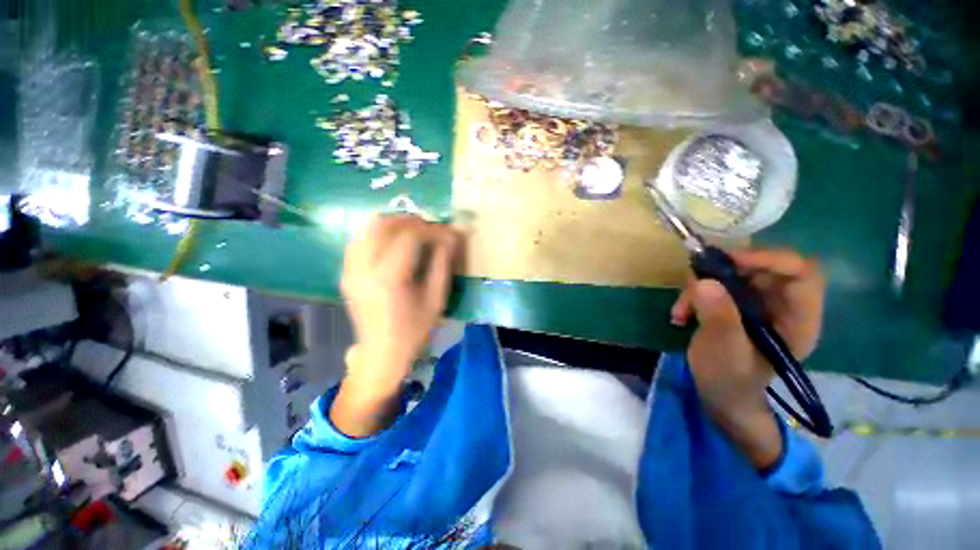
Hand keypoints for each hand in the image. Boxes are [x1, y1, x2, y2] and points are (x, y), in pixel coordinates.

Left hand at [331, 215, 462, 436]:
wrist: (381, 354)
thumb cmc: (414, 330)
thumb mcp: (436, 299)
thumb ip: (443, 264)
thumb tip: (451, 237)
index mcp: (388, 278)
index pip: (409, 236)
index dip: (432, 229)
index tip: (448, 233)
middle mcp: (363, 268)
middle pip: (382, 224)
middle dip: (411, 219)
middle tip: (431, 227)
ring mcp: (350, 270)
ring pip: (367, 228)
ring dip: (394, 223)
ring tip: (414, 231)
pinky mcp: (346, 273)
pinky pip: (360, 240)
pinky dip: (379, 233)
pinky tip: (394, 243)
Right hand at [670, 249, 824, 467]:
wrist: (719, 394)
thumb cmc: (730, 380)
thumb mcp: (725, 352)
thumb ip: (719, 318)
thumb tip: (703, 281)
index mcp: (797, 319)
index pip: (801, 273)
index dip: (769, 259)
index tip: (729, 262)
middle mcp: (782, 305)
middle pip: (762, 268)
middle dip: (724, 273)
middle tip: (695, 283)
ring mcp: (757, 304)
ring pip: (732, 275)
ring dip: (700, 287)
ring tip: (681, 310)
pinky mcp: (735, 305)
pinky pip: (714, 285)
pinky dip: (693, 295)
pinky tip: (680, 315)